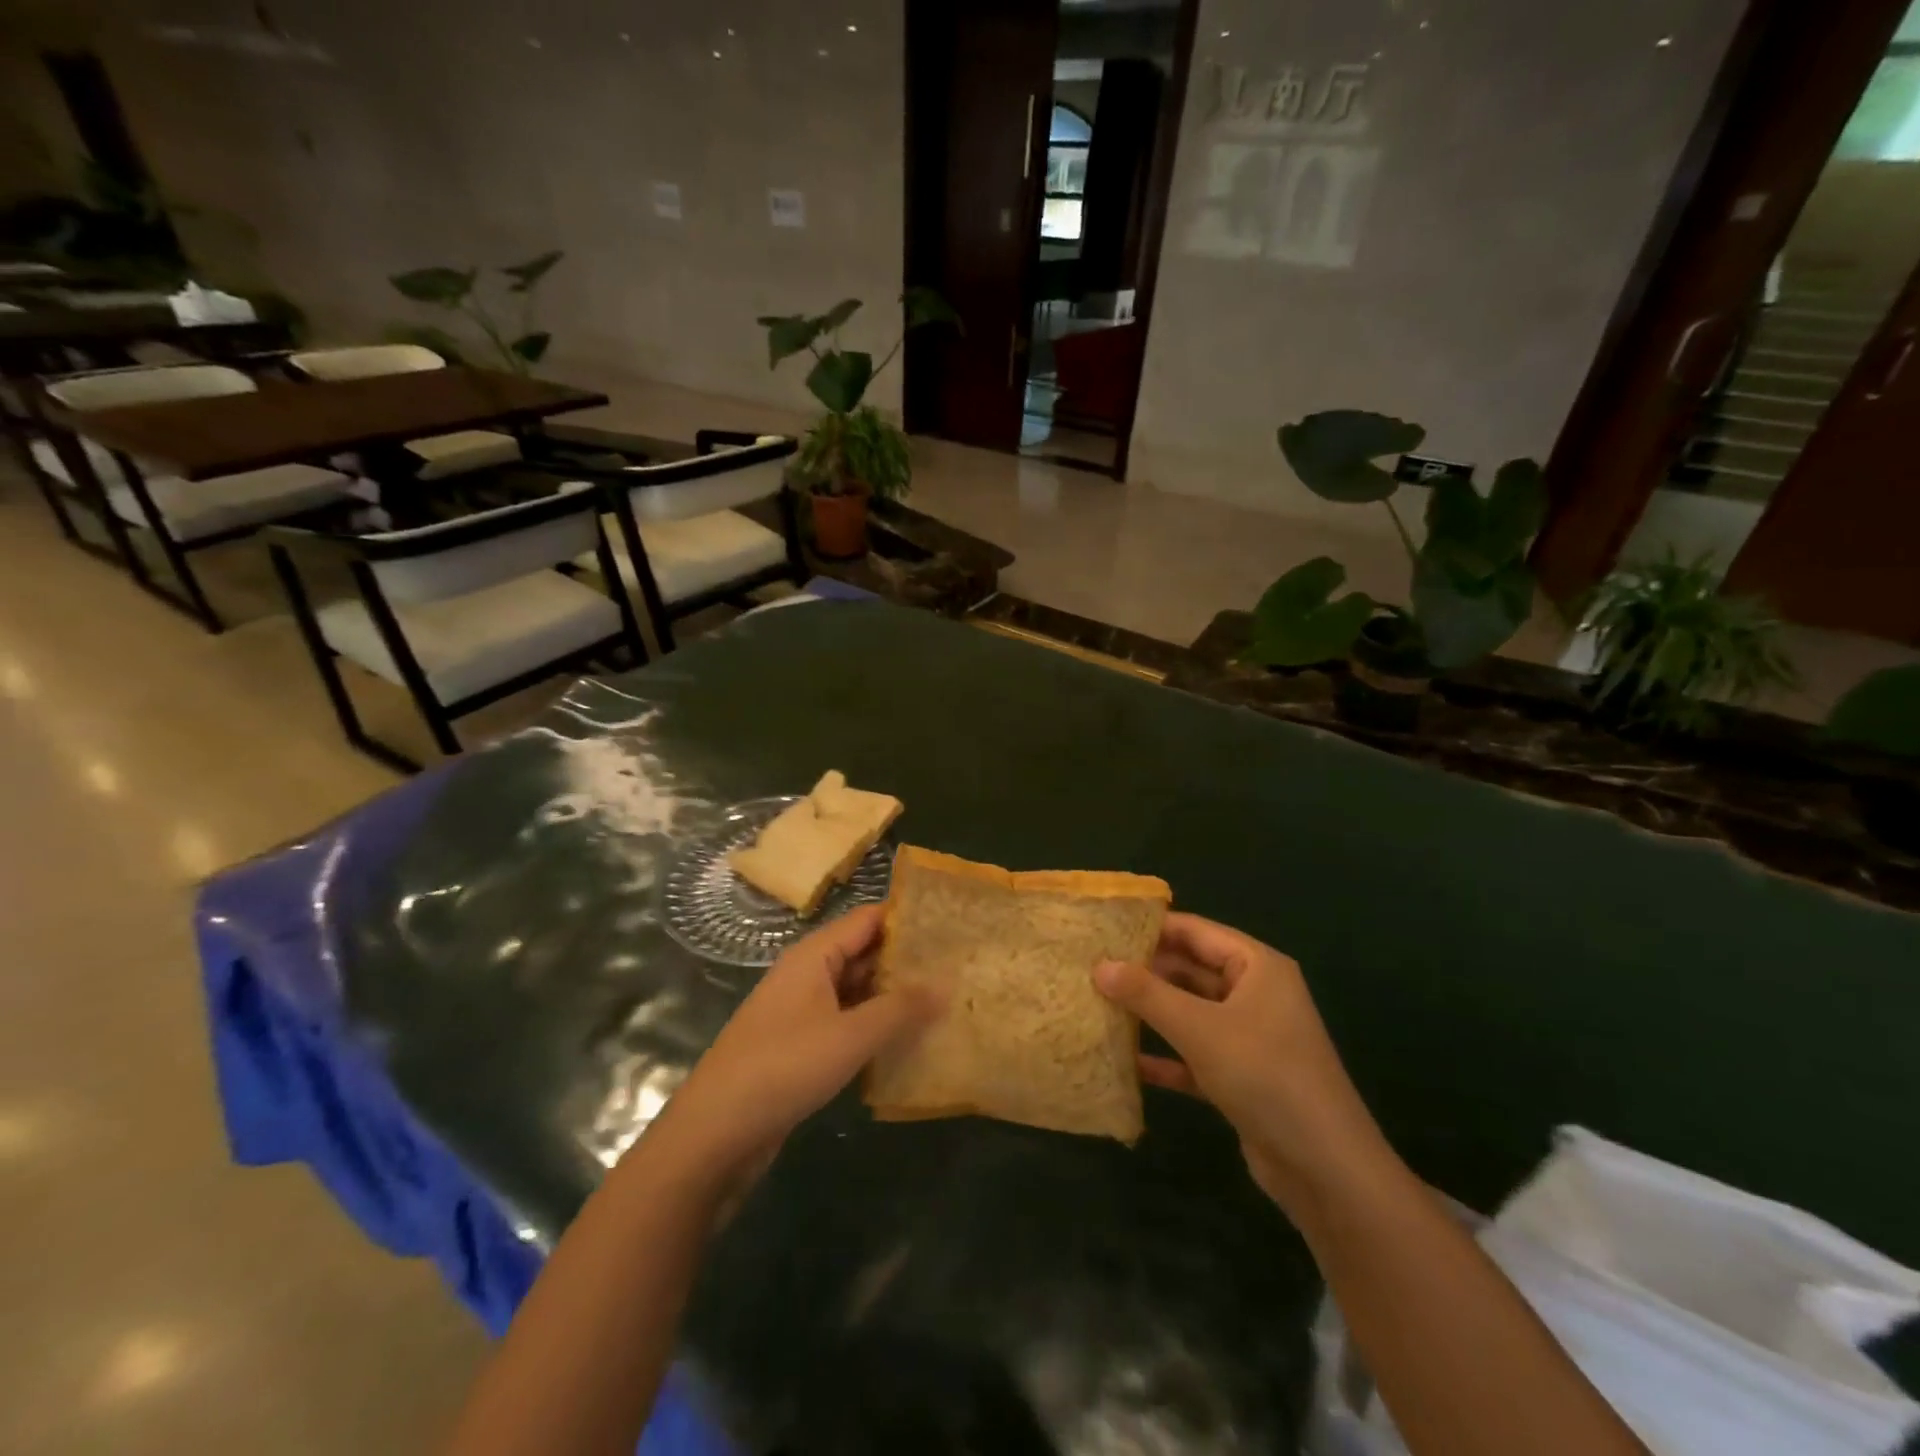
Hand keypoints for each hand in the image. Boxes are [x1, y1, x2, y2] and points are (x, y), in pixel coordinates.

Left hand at [646, 904, 939, 1194]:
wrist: (714, 1134)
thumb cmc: (783, 1068)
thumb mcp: (850, 1036)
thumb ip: (900, 1008)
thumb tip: (946, 983)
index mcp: (814, 955)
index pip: (868, 919)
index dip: (908, 918)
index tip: (952, 925)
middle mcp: (807, 974)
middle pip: (863, 952)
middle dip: (906, 959)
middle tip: (959, 966)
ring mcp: (802, 1010)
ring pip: (856, 990)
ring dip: (893, 995)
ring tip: (945, 1000)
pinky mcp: (800, 1045)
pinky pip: (846, 1021)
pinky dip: (874, 1025)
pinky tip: (908, 1039)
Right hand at [1094, 914, 1388, 1214]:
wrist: (1326, 1169)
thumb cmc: (1265, 1075)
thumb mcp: (1200, 1028)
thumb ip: (1147, 994)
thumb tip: (1099, 965)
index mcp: (1257, 966)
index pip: (1195, 931)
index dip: (1150, 928)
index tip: (1103, 928)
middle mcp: (1255, 993)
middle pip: (1191, 970)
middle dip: (1145, 971)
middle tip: (1091, 968)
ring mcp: (1249, 1037)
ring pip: (1191, 1012)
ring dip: (1151, 1013)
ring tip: (1099, 1004)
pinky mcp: (1242, 1076)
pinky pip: (1195, 1054)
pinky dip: (1166, 1056)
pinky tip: (1127, 1062)